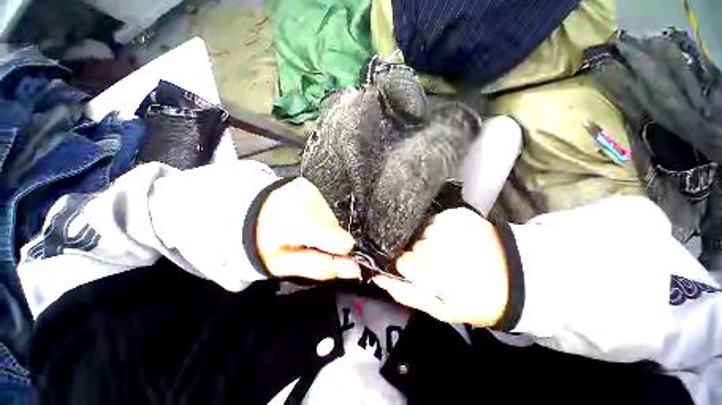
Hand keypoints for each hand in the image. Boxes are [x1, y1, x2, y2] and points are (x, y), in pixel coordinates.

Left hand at [256, 178, 359, 279]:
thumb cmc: (262, 243)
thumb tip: (354, 270)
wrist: (242, 212)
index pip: (342, 242)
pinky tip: (299, 216)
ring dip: (320, 227)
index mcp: (300, 225)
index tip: (320, 252)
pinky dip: (315, 215)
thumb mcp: (285, 265)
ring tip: (298, 227)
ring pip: (331, 218)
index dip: (335, 251)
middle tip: (301, 240)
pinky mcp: (308, 185)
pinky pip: (324, 207)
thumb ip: (321, 266)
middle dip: (324, 238)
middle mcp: (309, 203)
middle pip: (336, 229)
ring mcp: (309, 191)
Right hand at [373, 208, 508, 325]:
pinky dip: (438, 228)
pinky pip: (435, 219)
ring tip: (445, 250)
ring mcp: (449, 224)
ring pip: (421, 230)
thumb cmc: (476, 299)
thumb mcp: (440, 309)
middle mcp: (439, 243)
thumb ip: (405, 293)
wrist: (517, 277)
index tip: (417, 271)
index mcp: (435, 270)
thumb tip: (377, 277)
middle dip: (417, 252)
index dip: (406, 265)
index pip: (401, 259)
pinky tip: (451, 238)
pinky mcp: (458, 213)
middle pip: (411, 243)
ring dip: (428, 240)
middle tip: (435, 262)